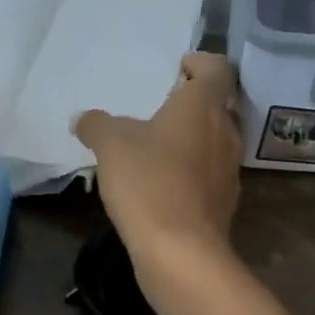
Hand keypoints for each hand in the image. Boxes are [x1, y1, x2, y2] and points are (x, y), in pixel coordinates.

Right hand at [74, 52, 242, 286]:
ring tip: (161, 146)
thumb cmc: (149, 183)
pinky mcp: (225, 204)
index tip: (180, 68)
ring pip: (217, 142)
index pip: (218, 69)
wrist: (181, 252)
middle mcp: (226, 133)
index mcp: (205, 106)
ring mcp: (230, 171)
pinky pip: (211, 175)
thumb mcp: (110, 145)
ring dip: (195, 139)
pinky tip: (166, 184)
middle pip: (221, 106)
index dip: (201, 63)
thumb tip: (84, 119)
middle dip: (197, 103)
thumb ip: (97, 124)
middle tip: (167, 106)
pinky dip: (193, 172)